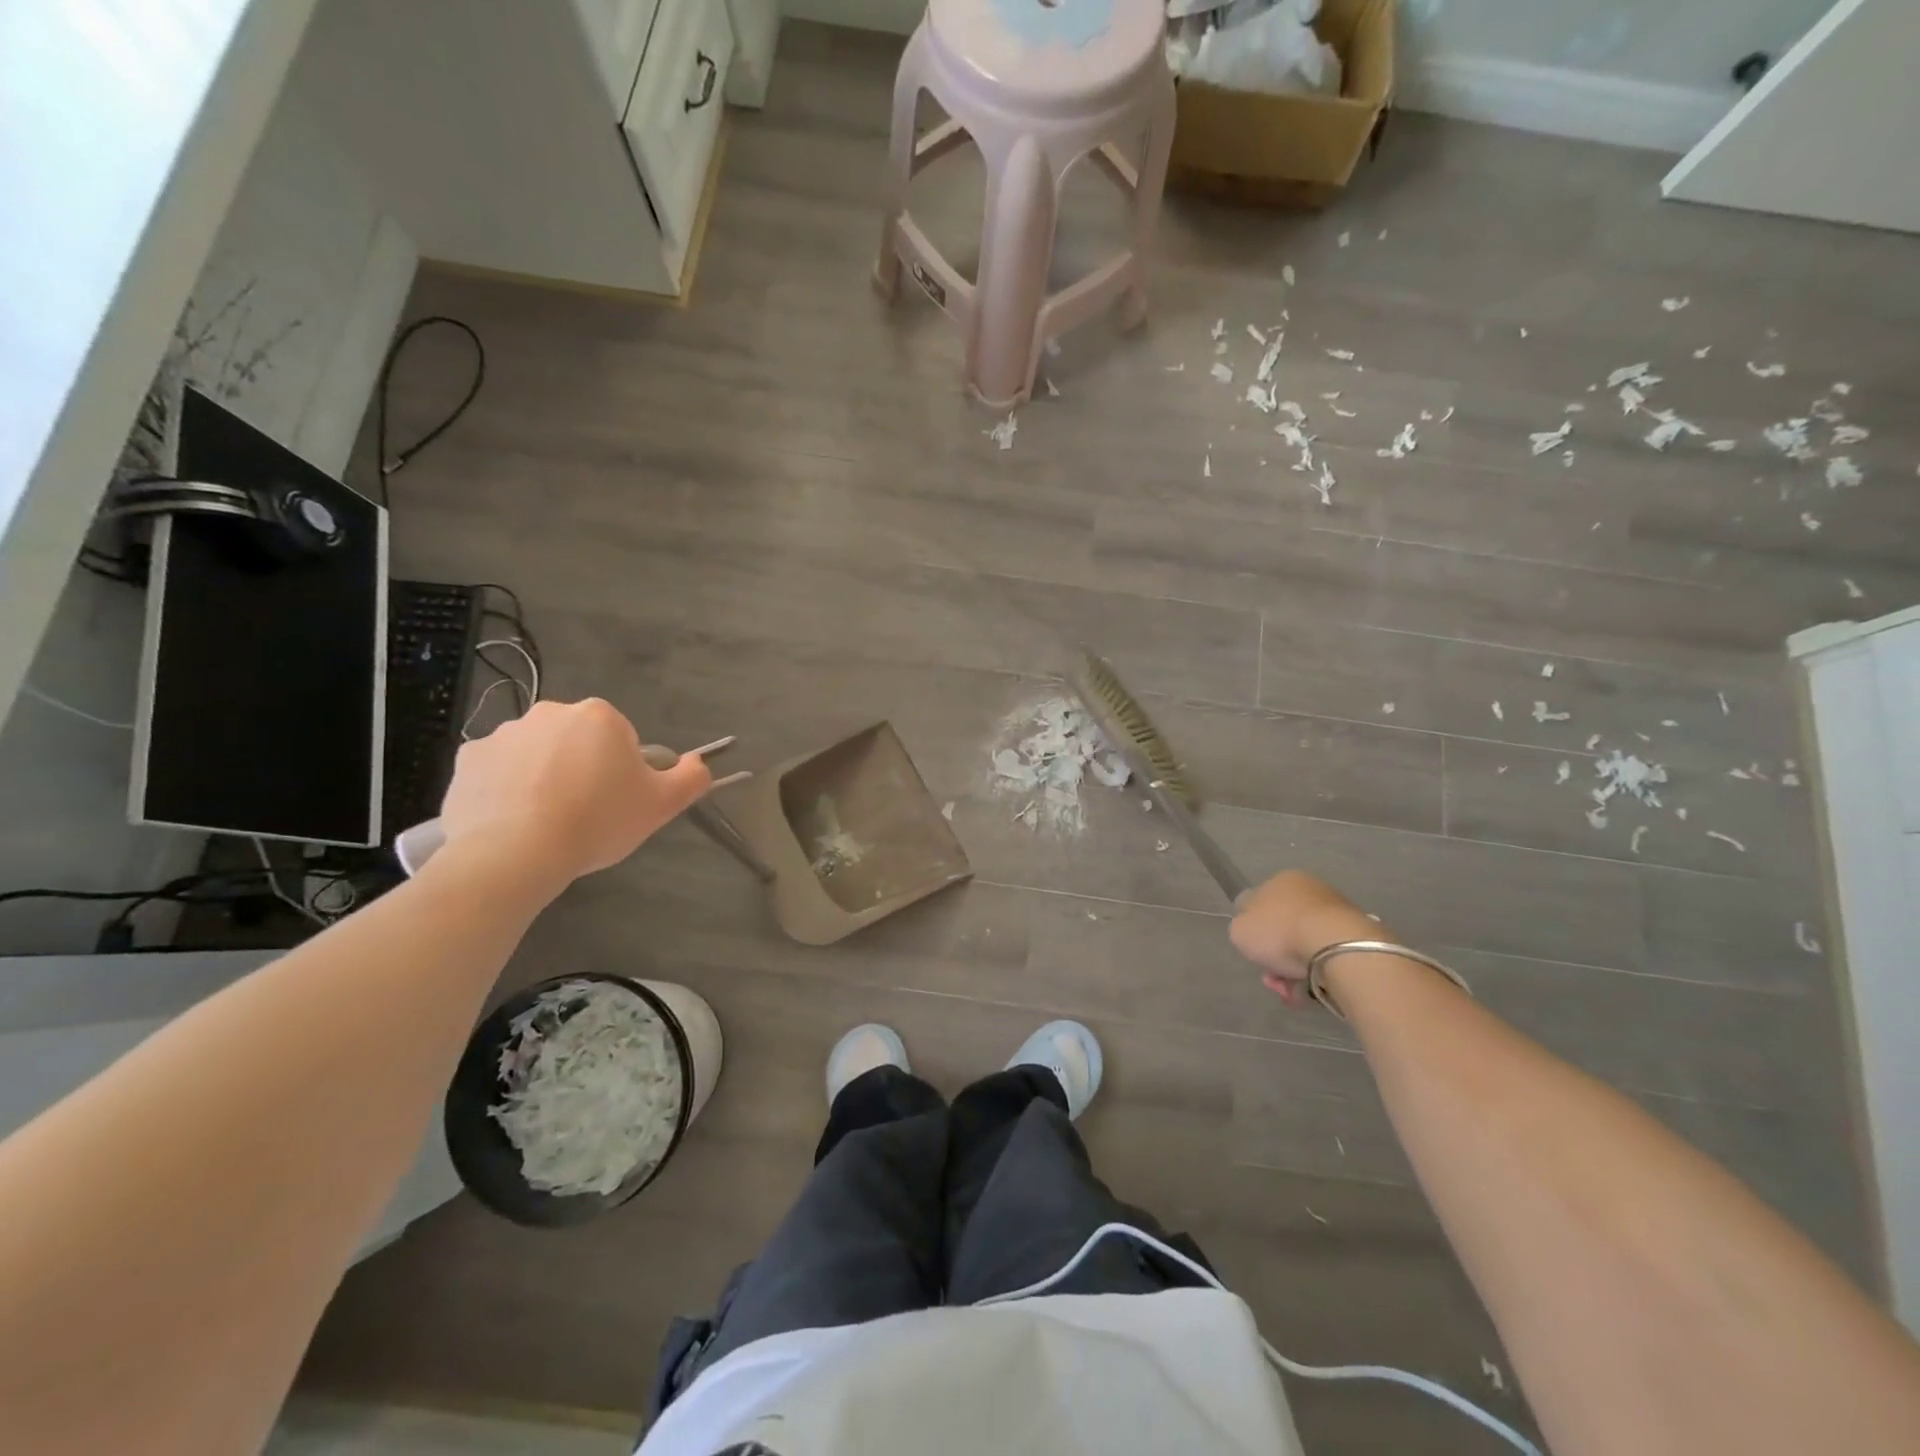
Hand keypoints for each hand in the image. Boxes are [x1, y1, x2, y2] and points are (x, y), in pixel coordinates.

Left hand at [436, 699, 714, 891]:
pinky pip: (496, 771)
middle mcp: (550, 712)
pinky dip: (505, 789)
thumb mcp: (662, 805)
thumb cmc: (597, 821)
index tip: (616, 801)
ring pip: (536, 754)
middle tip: (585, 812)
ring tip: (545, 822)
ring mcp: (503, 733)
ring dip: (543, 777)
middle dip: (582, 768)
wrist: (515, 854)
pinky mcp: (466, 759)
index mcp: (599, 716)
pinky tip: (511, 821)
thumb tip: (698, 762)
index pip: (620, 739)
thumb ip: (691, 778)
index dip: (622, 772)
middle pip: (576, 741)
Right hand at [1229, 871, 1385, 1006]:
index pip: (1260, 904)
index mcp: (1283, 880)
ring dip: (1294, 972)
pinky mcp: (1357, 939)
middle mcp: (1311, 891)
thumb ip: (1241, 926)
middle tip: (1273, 979)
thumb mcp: (1240, 929)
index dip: (1253, 932)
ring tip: (1291, 993)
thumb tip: (1253, 927)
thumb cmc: (1280, 931)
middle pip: (1284, 929)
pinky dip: (1317, 976)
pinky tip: (1310, 993)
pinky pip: (1328, 959)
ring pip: (1306, 947)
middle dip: (1275, 957)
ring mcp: (1337, 914)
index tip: (1254, 953)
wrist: (1336, 948)